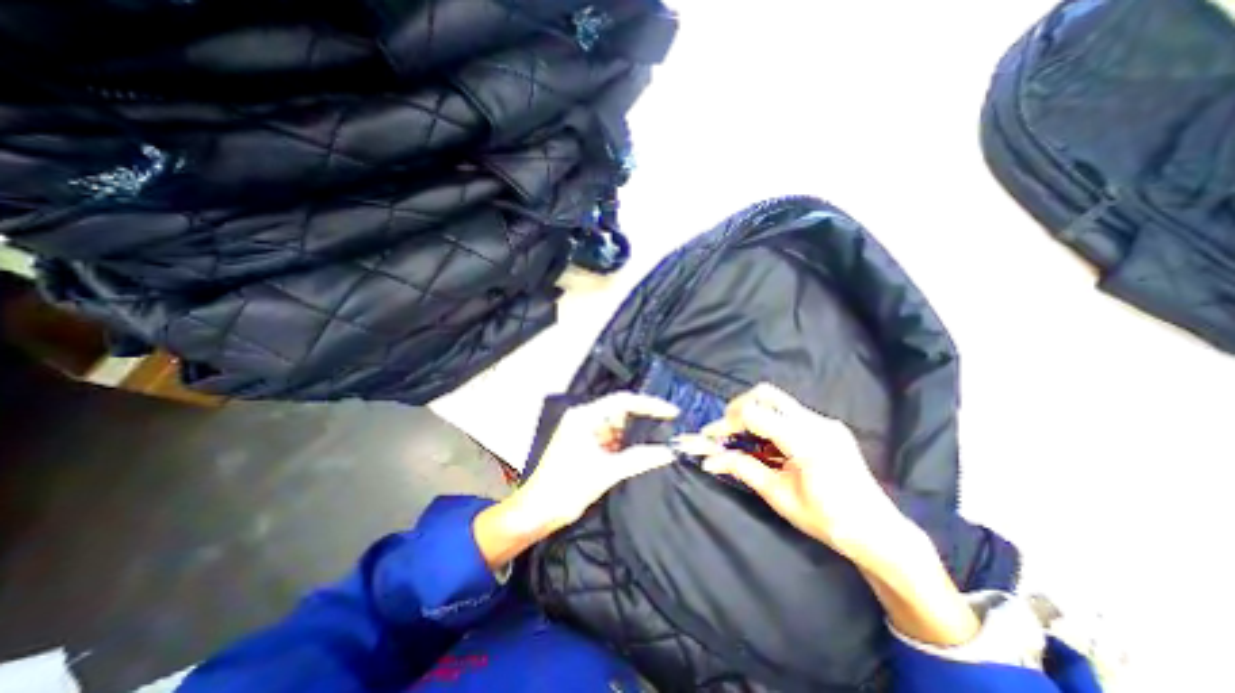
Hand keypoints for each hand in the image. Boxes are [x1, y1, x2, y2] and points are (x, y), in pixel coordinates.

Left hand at [505, 393, 678, 533]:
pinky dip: (625, 447)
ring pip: (617, 428)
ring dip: (635, 436)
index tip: (671, 413)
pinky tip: (641, 454)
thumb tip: (668, 452)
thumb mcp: (606, 472)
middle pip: (621, 413)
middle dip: (643, 421)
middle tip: (669, 429)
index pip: (623, 401)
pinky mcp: (585, 447)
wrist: (536, 512)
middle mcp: (584, 419)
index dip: (650, 405)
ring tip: (660, 441)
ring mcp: (584, 433)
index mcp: (585, 417)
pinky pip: (611, 440)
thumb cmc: (566, 488)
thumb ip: (639, 459)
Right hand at [675, 381, 902, 564]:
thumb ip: (744, 470)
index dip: (727, 422)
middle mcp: (817, 423)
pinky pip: (790, 413)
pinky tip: (766, 443)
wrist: (879, 532)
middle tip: (725, 430)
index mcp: (806, 442)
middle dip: (738, 407)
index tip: (711, 436)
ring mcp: (825, 422)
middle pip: (766, 394)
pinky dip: (770, 421)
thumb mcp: (780, 497)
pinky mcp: (828, 427)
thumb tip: (710, 460)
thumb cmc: (828, 521)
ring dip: (754, 413)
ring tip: (742, 437)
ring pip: (778, 401)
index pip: (755, 414)